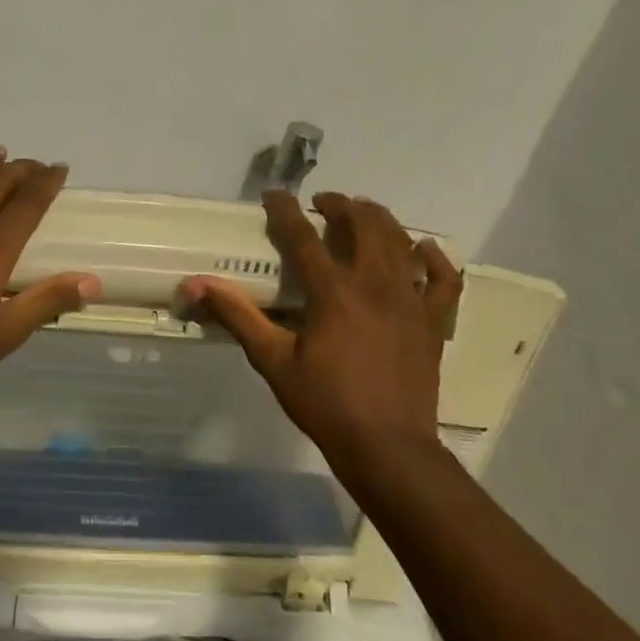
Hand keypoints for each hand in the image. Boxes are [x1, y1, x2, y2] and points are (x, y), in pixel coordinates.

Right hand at [182, 190, 460, 475]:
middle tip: (324, 204)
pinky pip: (443, 279)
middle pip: (364, 225)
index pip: (305, 238)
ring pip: (402, 242)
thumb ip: (238, 317)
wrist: (385, 445)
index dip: (287, 212)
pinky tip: (423, 251)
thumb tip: (196, 284)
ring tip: (363, 215)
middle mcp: (377, 284)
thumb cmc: (324, 404)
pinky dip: (433, 259)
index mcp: (334, 292)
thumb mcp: (273, 361)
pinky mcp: (434, 321)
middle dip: (342, 206)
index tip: (275, 195)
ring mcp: (412, 301)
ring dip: (381, 220)